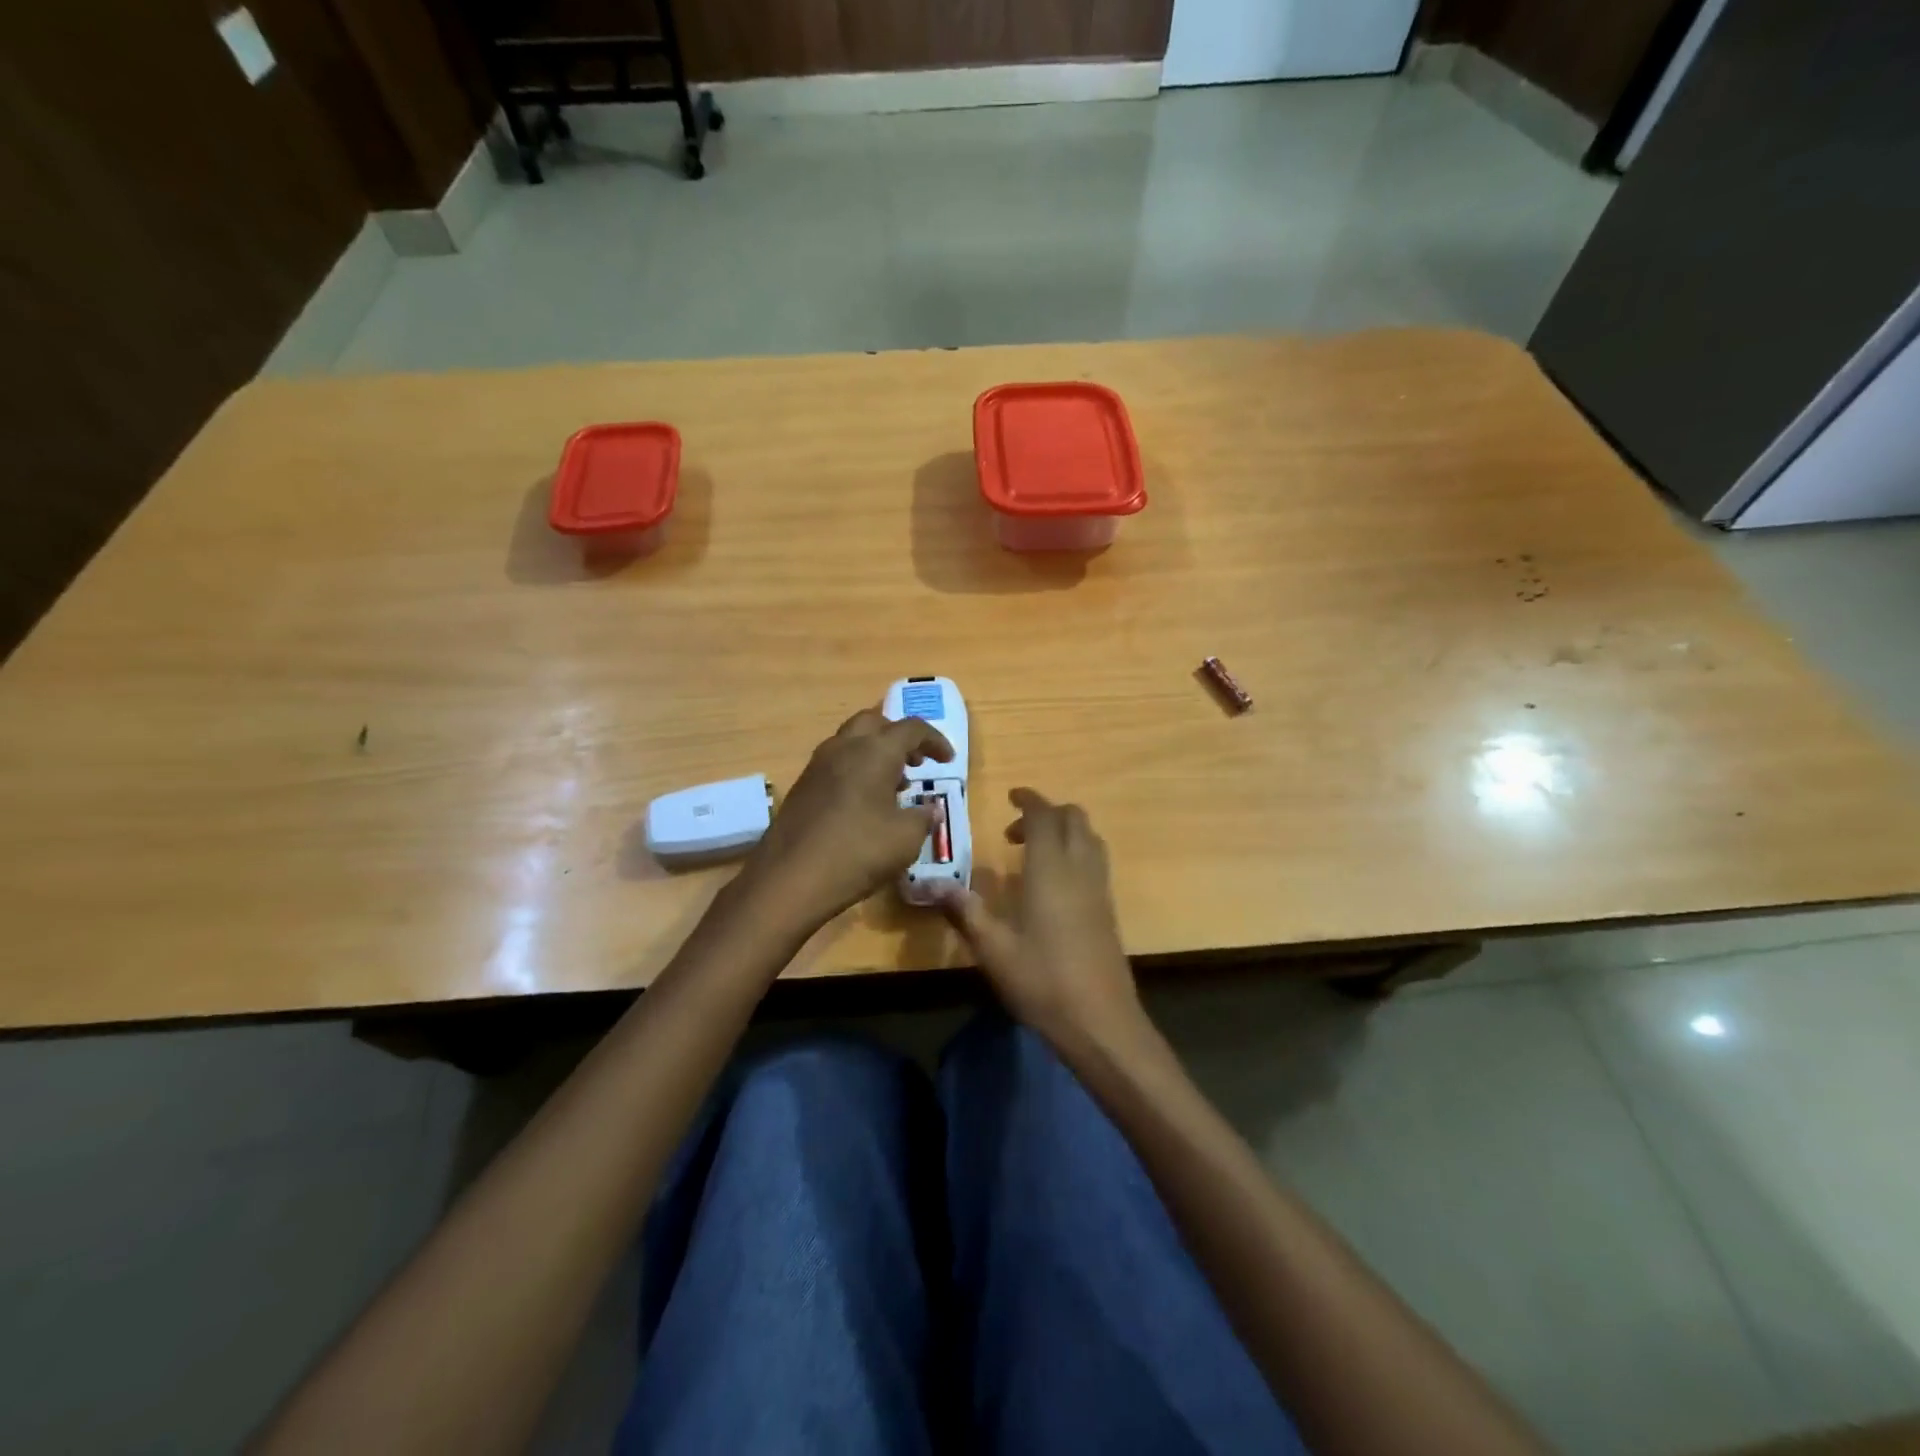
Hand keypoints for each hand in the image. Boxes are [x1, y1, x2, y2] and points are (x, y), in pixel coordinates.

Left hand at [740, 708, 952, 931]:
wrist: (790, 879)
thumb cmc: (858, 852)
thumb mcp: (906, 839)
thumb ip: (923, 818)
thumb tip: (930, 809)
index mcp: (875, 751)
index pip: (912, 728)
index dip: (934, 740)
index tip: (947, 760)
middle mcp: (844, 747)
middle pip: (874, 722)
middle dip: (898, 736)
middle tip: (915, 762)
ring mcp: (817, 766)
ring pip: (851, 741)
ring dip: (875, 753)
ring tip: (892, 786)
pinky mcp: (801, 787)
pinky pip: (835, 764)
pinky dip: (855, 771)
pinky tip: (863, 805)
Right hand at [939, 789, 1147, 1054]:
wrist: (1100, 1020)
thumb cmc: (1042, 980)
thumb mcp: (993, 948)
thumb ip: (965, 911)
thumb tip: (933, 884)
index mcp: (1051, 869)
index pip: (1045, 815)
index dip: (1029, 799)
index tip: (1011, 796)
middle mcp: (1080, 868)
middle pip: (1074, 817)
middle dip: (1047, 813)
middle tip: (1014, 831)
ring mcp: (1099, 888)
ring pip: (1089, 837)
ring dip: (1064, 831)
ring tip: (1032, 853)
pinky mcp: (1108, 908)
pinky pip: (1095, 860)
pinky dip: (1075, 852)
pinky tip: (1052, 884)